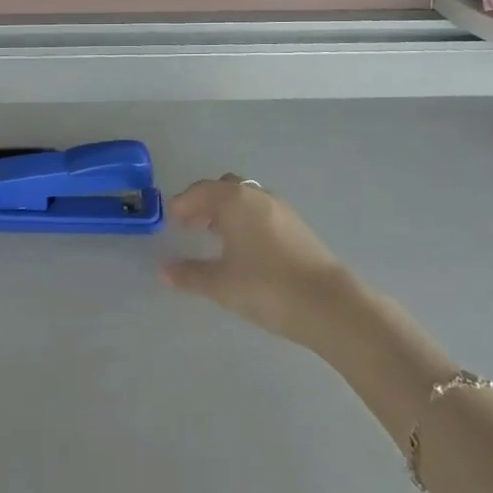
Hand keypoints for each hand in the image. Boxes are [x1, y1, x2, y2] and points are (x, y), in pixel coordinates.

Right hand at [162, 176, 354, 344]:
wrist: (327, 303)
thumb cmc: (266, 287)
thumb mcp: (221, 285)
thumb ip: (190, 275)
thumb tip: (164, 270)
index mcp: (234, 200)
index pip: (200, 191)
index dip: (182, 204)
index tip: (170, 221)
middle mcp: (256, 196)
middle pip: (223, 188)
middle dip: (204, 203)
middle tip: (189, 225)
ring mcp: (280, 208)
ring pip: (245, 199)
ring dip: (226, 211)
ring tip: (214, 236)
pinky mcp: (296, 225)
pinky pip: (261, 211)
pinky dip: (245, 220)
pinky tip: (244, 247)